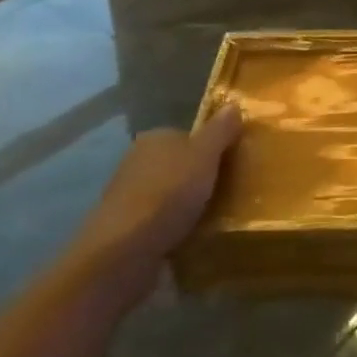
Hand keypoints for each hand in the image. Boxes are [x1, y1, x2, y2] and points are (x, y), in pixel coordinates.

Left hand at [68, 105, 243, 307]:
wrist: (123, 252)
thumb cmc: (168, 194)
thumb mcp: (205, 155)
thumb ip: (220, 130)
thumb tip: (233, 104)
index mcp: (155, 138)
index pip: (189, 136)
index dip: (213, 149)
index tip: (233, 165)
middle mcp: (137, 161)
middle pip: (180, 164)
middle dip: (200, 177)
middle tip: (230, 192)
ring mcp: (129, 196)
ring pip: (170, 194)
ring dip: (188, 205)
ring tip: (216, 218)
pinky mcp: (127, 229)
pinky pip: (160, 221)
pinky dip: (175, 227)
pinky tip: (191, 238)